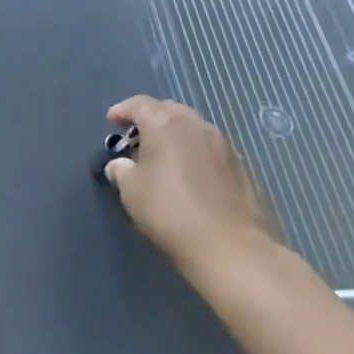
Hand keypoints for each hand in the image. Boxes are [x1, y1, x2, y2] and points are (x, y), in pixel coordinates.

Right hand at [104, 96, 284, 280]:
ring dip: (176, 135)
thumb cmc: (171, 212)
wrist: (233, 249)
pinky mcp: (242, 168)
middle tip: (138, 138)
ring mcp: (223, 145)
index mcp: (165, 124)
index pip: (140, 104)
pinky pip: (211, 150)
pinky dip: (196, 154)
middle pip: (169, 110)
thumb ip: (121, 171)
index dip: (123, 110)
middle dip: (152, 119)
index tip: (112, 121)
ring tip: (165, 157)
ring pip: (193, 128)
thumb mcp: (131, 192)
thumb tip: (120, 164)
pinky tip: (192, 176)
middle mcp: (195, 125)